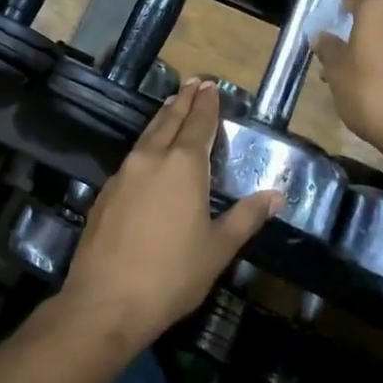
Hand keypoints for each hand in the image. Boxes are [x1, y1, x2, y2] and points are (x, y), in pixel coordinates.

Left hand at [63, 80, 282, 343]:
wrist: (106, 301)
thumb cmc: (172, 275)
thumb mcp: (218, 249)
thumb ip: (246, 217)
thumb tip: (277, 194)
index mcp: (183, 166)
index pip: (198, 124)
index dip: (206, 104)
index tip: (210, 85)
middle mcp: (152, 159)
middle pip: (170, 120)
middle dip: (184, 100)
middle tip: (194, 82)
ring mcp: (125, 173)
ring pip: (148, 135)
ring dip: (163, 118)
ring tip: (172, 106)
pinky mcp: (107, 192)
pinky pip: (133, 155)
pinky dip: (147, 143)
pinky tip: (149, 153)